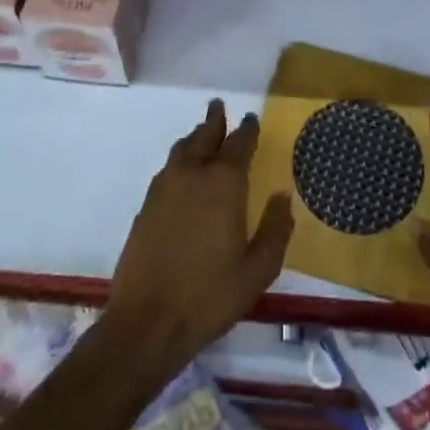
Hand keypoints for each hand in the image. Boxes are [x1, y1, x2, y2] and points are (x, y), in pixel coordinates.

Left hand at [106, 99, 294, 373]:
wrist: (146, 323)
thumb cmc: (209, 296)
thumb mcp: (257, 270)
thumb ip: (275, 229)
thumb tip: (283, 196)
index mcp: (224, 183)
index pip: (239, 143)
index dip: (247, 130)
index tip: (252, 119)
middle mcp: (193, 174)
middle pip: (205, 135)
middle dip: (214, 120)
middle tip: (219, 106)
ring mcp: (164, 188)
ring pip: (182, 149)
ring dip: (195, 137)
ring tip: (202, 133)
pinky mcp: (146, 206)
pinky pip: (167, 168)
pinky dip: (179, 159)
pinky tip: (182, 172)